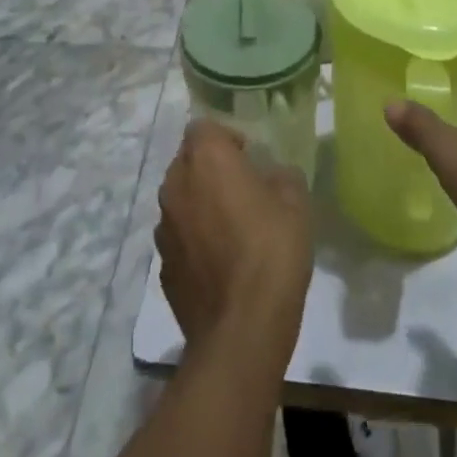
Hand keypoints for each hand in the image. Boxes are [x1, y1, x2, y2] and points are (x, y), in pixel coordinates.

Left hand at [157, 121, 312, 348]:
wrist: (241, 329)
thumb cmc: (271, 251)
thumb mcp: (295, 201)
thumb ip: (281, 176)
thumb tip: (272, 176)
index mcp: (205, 158)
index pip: (204, 127)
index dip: (226, 138)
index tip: (249, 156)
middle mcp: (175, 184)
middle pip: (188, 161)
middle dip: (211, 169)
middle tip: (243, 188)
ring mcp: (163, 226)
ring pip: (181, 199)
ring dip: (200, 204)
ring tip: (232, 228)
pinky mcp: (162, 266)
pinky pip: (179, 237)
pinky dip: (195, 240)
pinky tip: (221, 263)